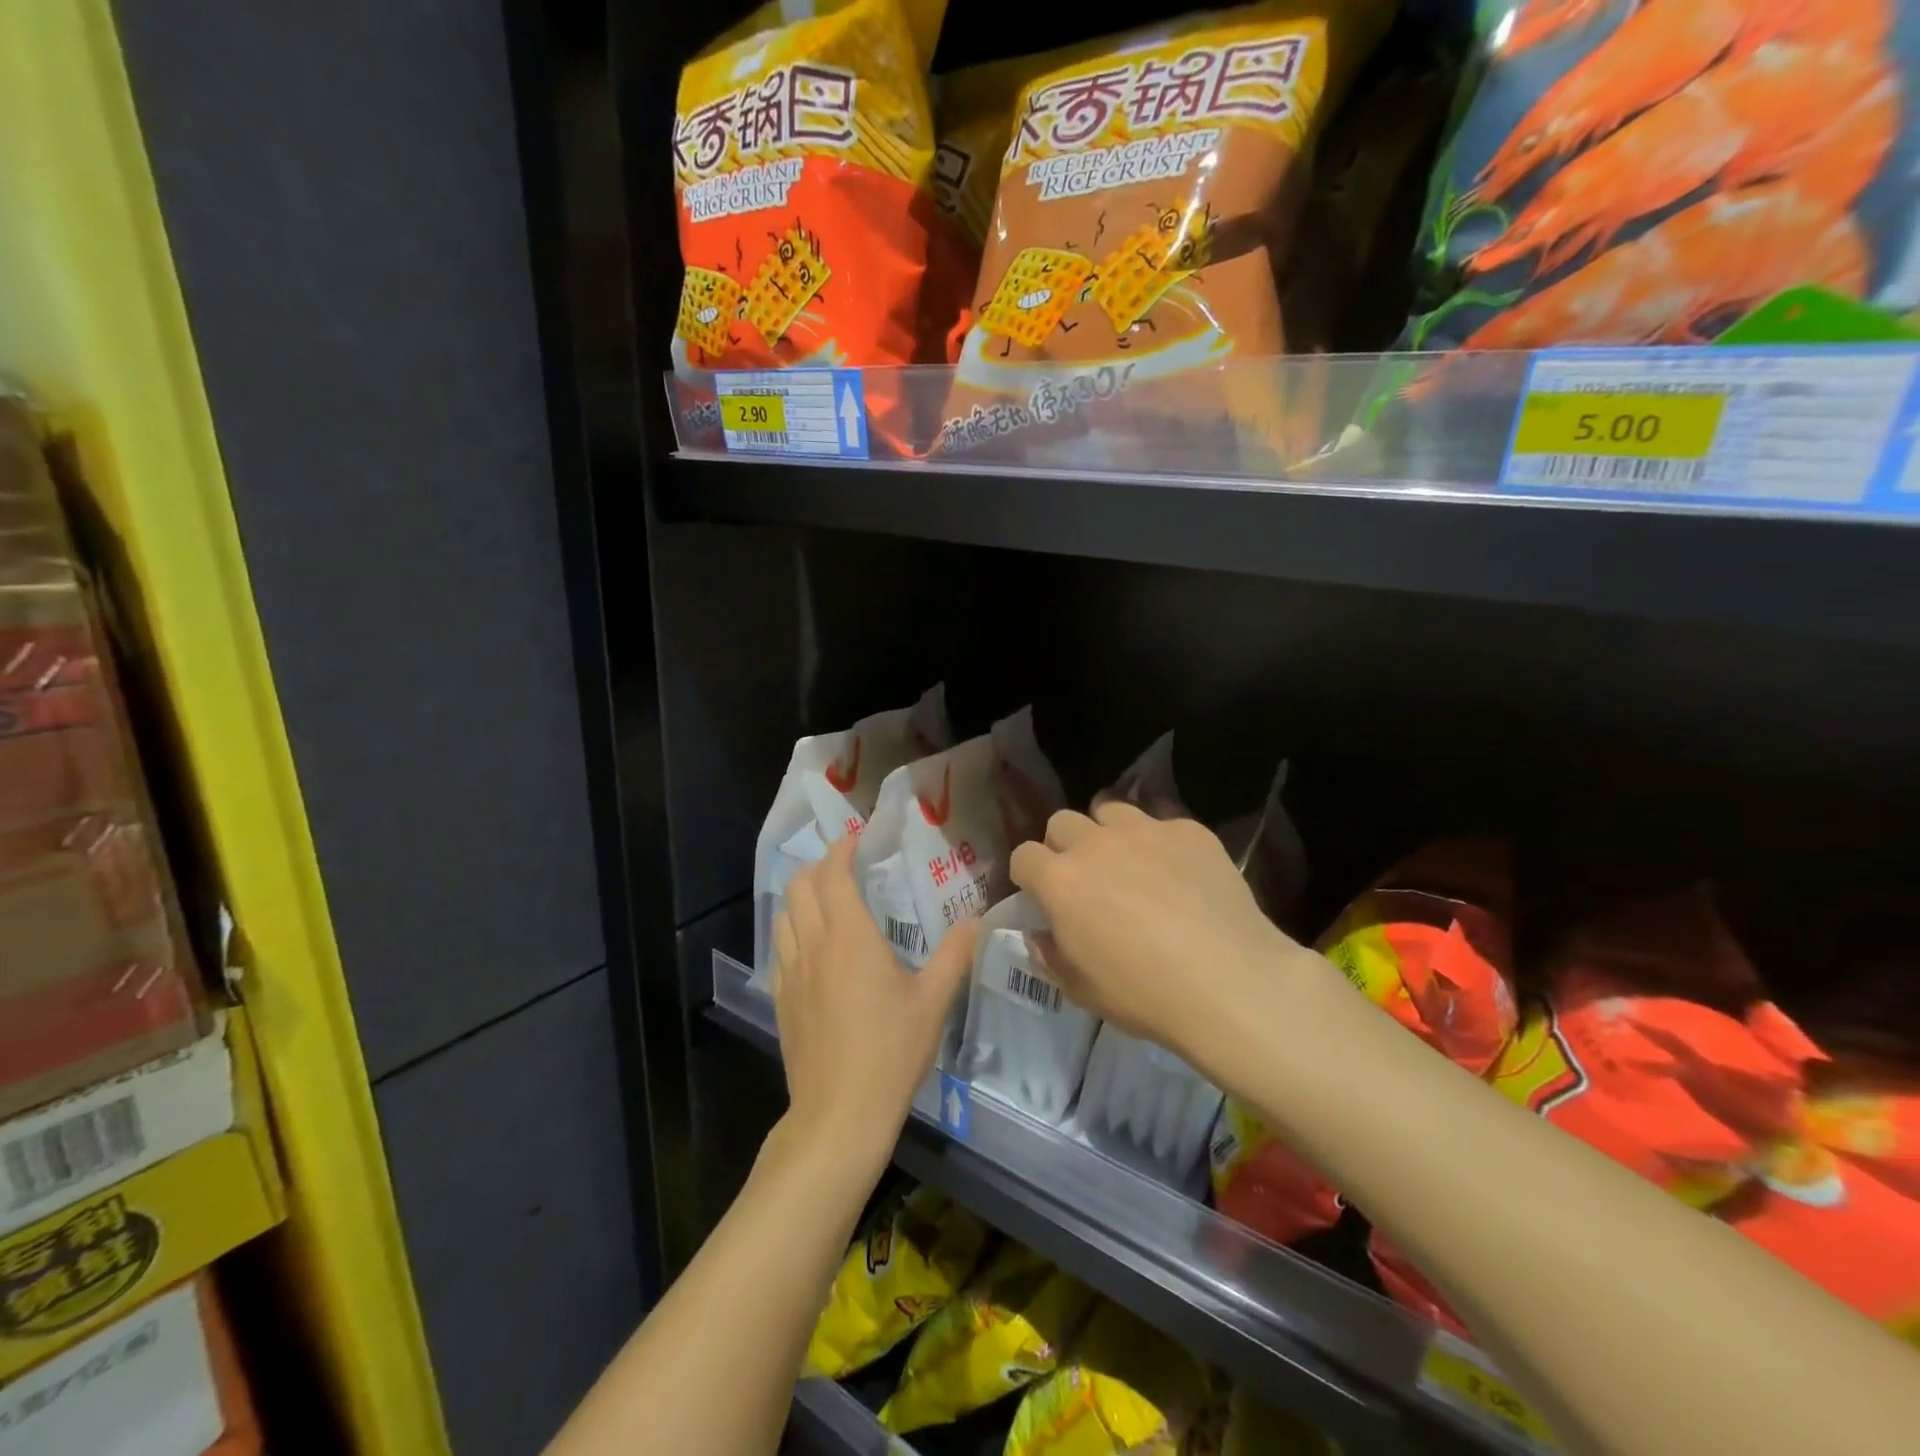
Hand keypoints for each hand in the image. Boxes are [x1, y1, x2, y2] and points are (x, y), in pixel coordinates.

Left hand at [771, 835, 979, 1171]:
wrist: (839, 1114)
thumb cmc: (891, 1052)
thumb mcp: (933, 1002)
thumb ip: (955, 955)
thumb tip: (977, 919)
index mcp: (849, 937)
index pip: (833, 874)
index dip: (841, 850)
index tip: (857, 840)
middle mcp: (813, 945)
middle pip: (800, 886)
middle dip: (820, 868)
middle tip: (847, 870)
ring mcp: (791, 973)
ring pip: (784, 915)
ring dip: (802, 898)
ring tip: (828, 904)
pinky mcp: (781, 1000)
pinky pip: (780, 949)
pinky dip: (793, 932)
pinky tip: (814, 951)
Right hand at [1009, 801, 1303, 1064]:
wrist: (1229, 982)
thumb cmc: (1144, 994)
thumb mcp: (1081, 990)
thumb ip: (1051, 955)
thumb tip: (1042, 933)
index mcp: (1060, 881)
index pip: (1023, 855)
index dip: (1029, 875)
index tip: (1042, 895)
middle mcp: (1094, 844)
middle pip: (1061, 822)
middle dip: (1064, 845)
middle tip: (1086, 878)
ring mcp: (1144, 830)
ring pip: (1109, 810)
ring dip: (1108, 833)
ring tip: (1130, 863)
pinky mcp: (1189, 830)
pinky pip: (1162, 823)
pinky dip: (1161, 843)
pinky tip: (1180, 874)